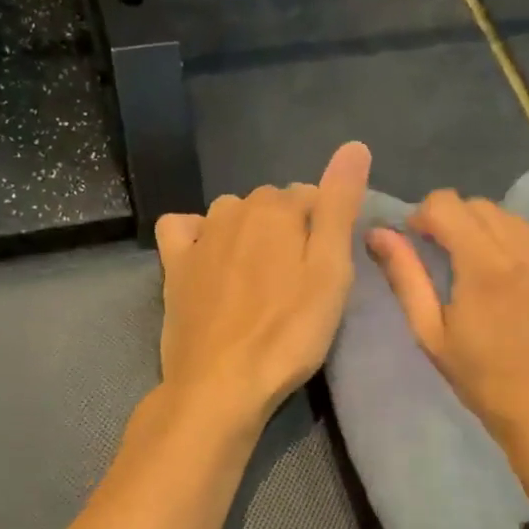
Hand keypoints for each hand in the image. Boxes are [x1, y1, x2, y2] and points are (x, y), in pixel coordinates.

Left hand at [154, 142, 371, 431]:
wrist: (221, 383)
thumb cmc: (288, 333)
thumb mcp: (331, 272)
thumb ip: (340, 206)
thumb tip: (354, 145)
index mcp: (277, 208)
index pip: (313, 196)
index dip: (326, 228)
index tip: (329, 267)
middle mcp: (234, 209)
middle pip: (272, 204)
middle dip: (289, 228)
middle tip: (300, 280)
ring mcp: (199, 236)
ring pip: (233, 214)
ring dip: (250, 232)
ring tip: (261, 278)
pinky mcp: (174, 264)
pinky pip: (184, 227)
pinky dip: (198, 233)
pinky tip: (210, 258)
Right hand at [369, 190, 528, 456]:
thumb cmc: (484, 381)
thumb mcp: (432, 334)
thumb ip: (406, 276)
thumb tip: (379, 234)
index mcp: (485, 264)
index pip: (447, 204)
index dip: (424, 215)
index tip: (419, 240)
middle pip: (482, 207)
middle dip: (457, 222)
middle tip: (450, 259)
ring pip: (518, 221)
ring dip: (494, 234)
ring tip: (489, 272)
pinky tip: (528, 281)